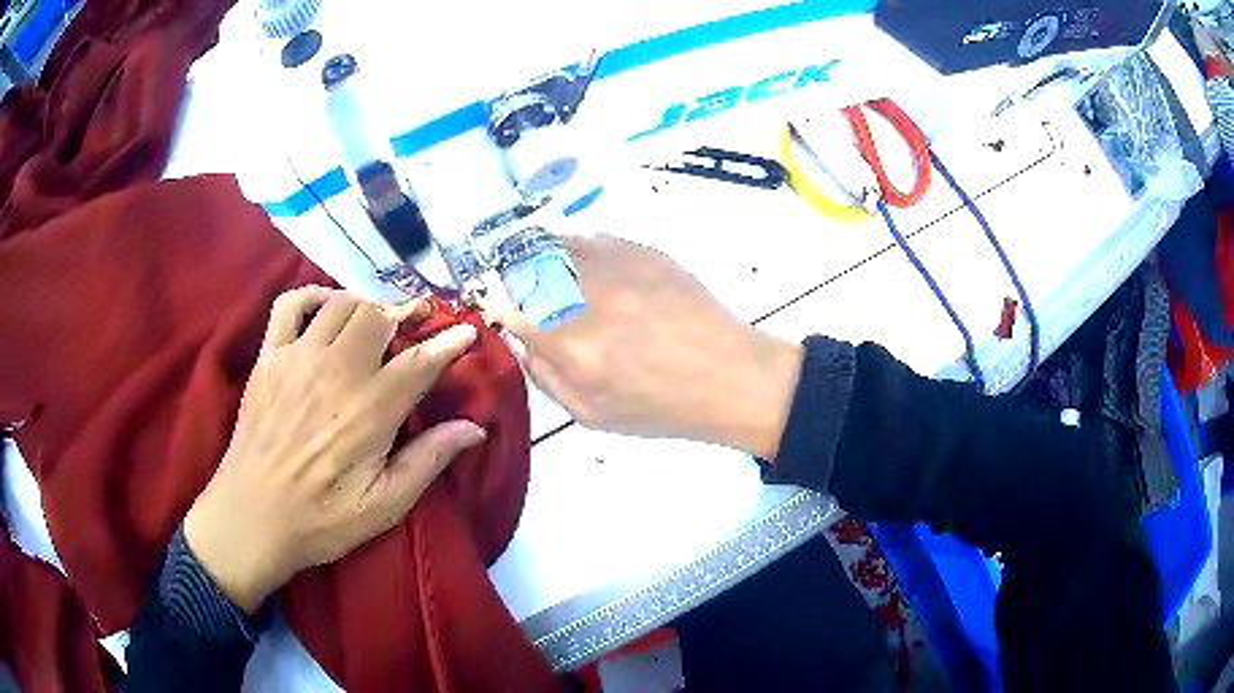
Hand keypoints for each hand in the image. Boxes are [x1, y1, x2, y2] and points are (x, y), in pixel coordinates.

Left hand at [184, 288, 486, 612]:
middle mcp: (336, 371)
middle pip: (378, 316)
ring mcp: (297, 358)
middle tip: (415, 325)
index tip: (468, 332)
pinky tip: (325, 309)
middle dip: (404, 315)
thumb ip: (429, 461)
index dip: (449, 342)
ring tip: (374, 323)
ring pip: (341, 303)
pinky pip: (290, 304)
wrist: (253, 517)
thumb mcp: (384, 505)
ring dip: (365, 306)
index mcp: (370, 410)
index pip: (420, 361)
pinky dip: (313, 295)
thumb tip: (475, 428)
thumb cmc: (322, 519)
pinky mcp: (269, 357)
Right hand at [493, 236, 801, 458]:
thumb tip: (521, 340)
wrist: (730, 376)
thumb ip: (546, 376)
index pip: (510, 309)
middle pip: (526, 269)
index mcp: (572, 346)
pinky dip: (576, 248)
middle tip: (517, 287)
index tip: (496, 305)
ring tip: (546, 273)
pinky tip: (584, 265)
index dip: (495, 304)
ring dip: (539, 256)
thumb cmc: (662, 407)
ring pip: (556, 245)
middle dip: (512, 276)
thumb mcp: (592, 414)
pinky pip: (592, 238)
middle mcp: (588, 298)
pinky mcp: (643, 251)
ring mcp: (617, 267)